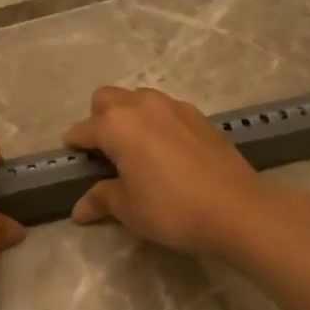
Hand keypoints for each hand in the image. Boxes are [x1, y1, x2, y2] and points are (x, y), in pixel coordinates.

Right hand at [63, 86, 275, 258]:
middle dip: (99, 119)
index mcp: (116, 124)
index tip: (73, 161)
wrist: (236, 209)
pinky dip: (157, 124)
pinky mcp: (199, 116)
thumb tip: (79, 210)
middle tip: (104, 152)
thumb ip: (101, 199)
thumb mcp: (128, 208)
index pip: (83, 129)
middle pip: (107, 99)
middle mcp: (142, 105)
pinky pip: (166, 111)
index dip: (74, 146)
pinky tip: (166, 152)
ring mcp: (174, 107)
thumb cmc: (171, 208)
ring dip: (129, 117)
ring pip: (139, 99)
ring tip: (135, 150)